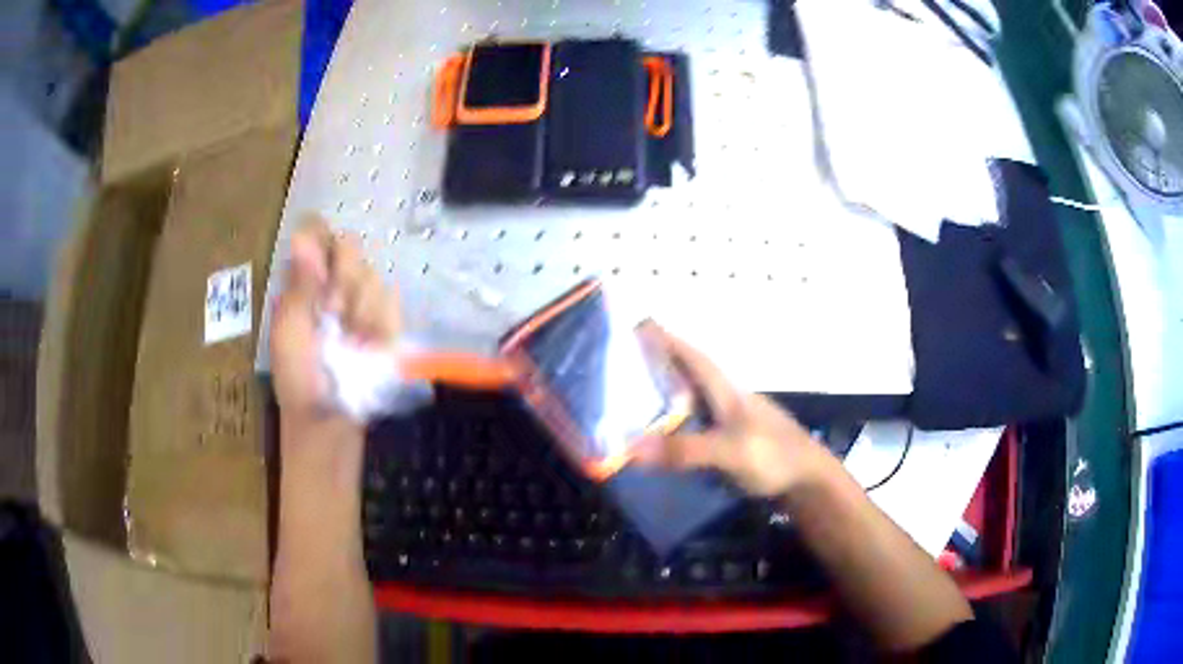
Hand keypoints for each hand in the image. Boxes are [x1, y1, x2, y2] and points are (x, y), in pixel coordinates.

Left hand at [269, 217, 400, 429]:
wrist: (332, 422)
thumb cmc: (300, 379)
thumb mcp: (290, 332)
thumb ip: (300, 285)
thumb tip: (302, 237)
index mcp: (303, 280)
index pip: (317, 232)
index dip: (323, 245)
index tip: (320, 275)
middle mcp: (332, 282)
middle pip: (351, 245)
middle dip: (344, 284)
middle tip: (333, 317)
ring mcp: (361, 301)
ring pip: (374, 275)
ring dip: (361, 313)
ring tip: (351, 344)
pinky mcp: (387, 321)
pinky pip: (393, 303)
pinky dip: (381, 328)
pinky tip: (370, 348)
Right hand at [635, 323, 836, 496]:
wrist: (809, 481)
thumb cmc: (774, 456)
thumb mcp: (729, 451)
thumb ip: (684, 449)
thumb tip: (631, 448)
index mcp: (727, 391)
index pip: (693, 356)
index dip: (667, 339)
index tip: (640, 323)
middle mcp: (728, 401)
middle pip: (690, 377)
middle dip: (660, 366)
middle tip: (623, 365)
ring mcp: (733, 423)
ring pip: (693, 402)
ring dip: (668, 397)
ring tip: (633, 400)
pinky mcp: (734, 444)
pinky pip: (698, 428)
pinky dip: (678, 427)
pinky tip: (663, 438)